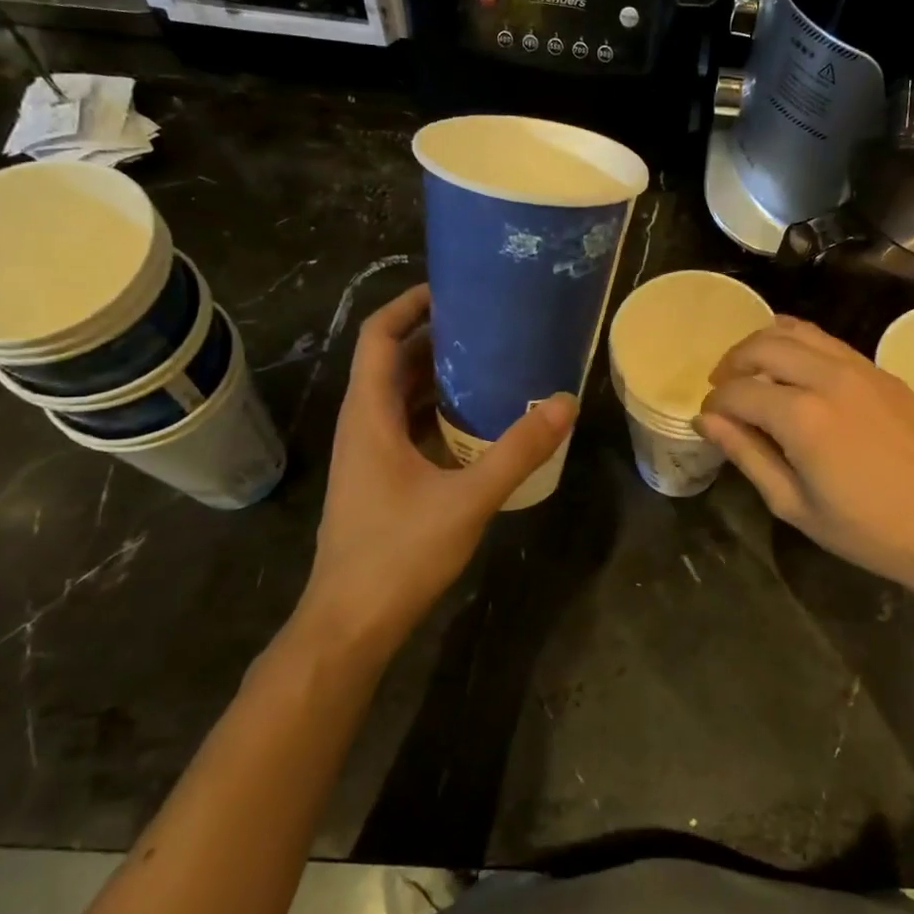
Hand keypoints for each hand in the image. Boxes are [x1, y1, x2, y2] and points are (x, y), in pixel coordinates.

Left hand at [297, 284, 575, 653]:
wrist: (349, 624)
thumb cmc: (398, 554)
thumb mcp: (467, 499)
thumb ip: (517, 451)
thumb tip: (564, 404)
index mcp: (369, 415)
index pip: (379, 336)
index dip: (409, 306)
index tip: (452, 289)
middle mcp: (362, 425)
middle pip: (391, 361)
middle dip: (434, 336)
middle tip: (487, 324)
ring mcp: (368, 454)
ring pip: (399, 396)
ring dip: (437, 375)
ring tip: (490, 363)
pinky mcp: (379, 479)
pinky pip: (407, 426)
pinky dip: (437, 412)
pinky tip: (477, 422)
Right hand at [698, 316, 913, 599]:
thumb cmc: (868, 529)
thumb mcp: (794, 504)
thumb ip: (747, 455)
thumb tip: (707, 421)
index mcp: (801, 416)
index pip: (738, 391)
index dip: (715, 403)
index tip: (708, 419)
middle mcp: (827, 377)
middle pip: (763, 345)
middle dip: (732, 362)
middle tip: (722, 387)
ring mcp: (860, 368)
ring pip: (797, 331)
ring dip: (764, 344)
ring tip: (752, 370)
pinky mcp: (882, 371)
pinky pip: (828, 342)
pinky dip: (799, 344)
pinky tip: (794, 371)